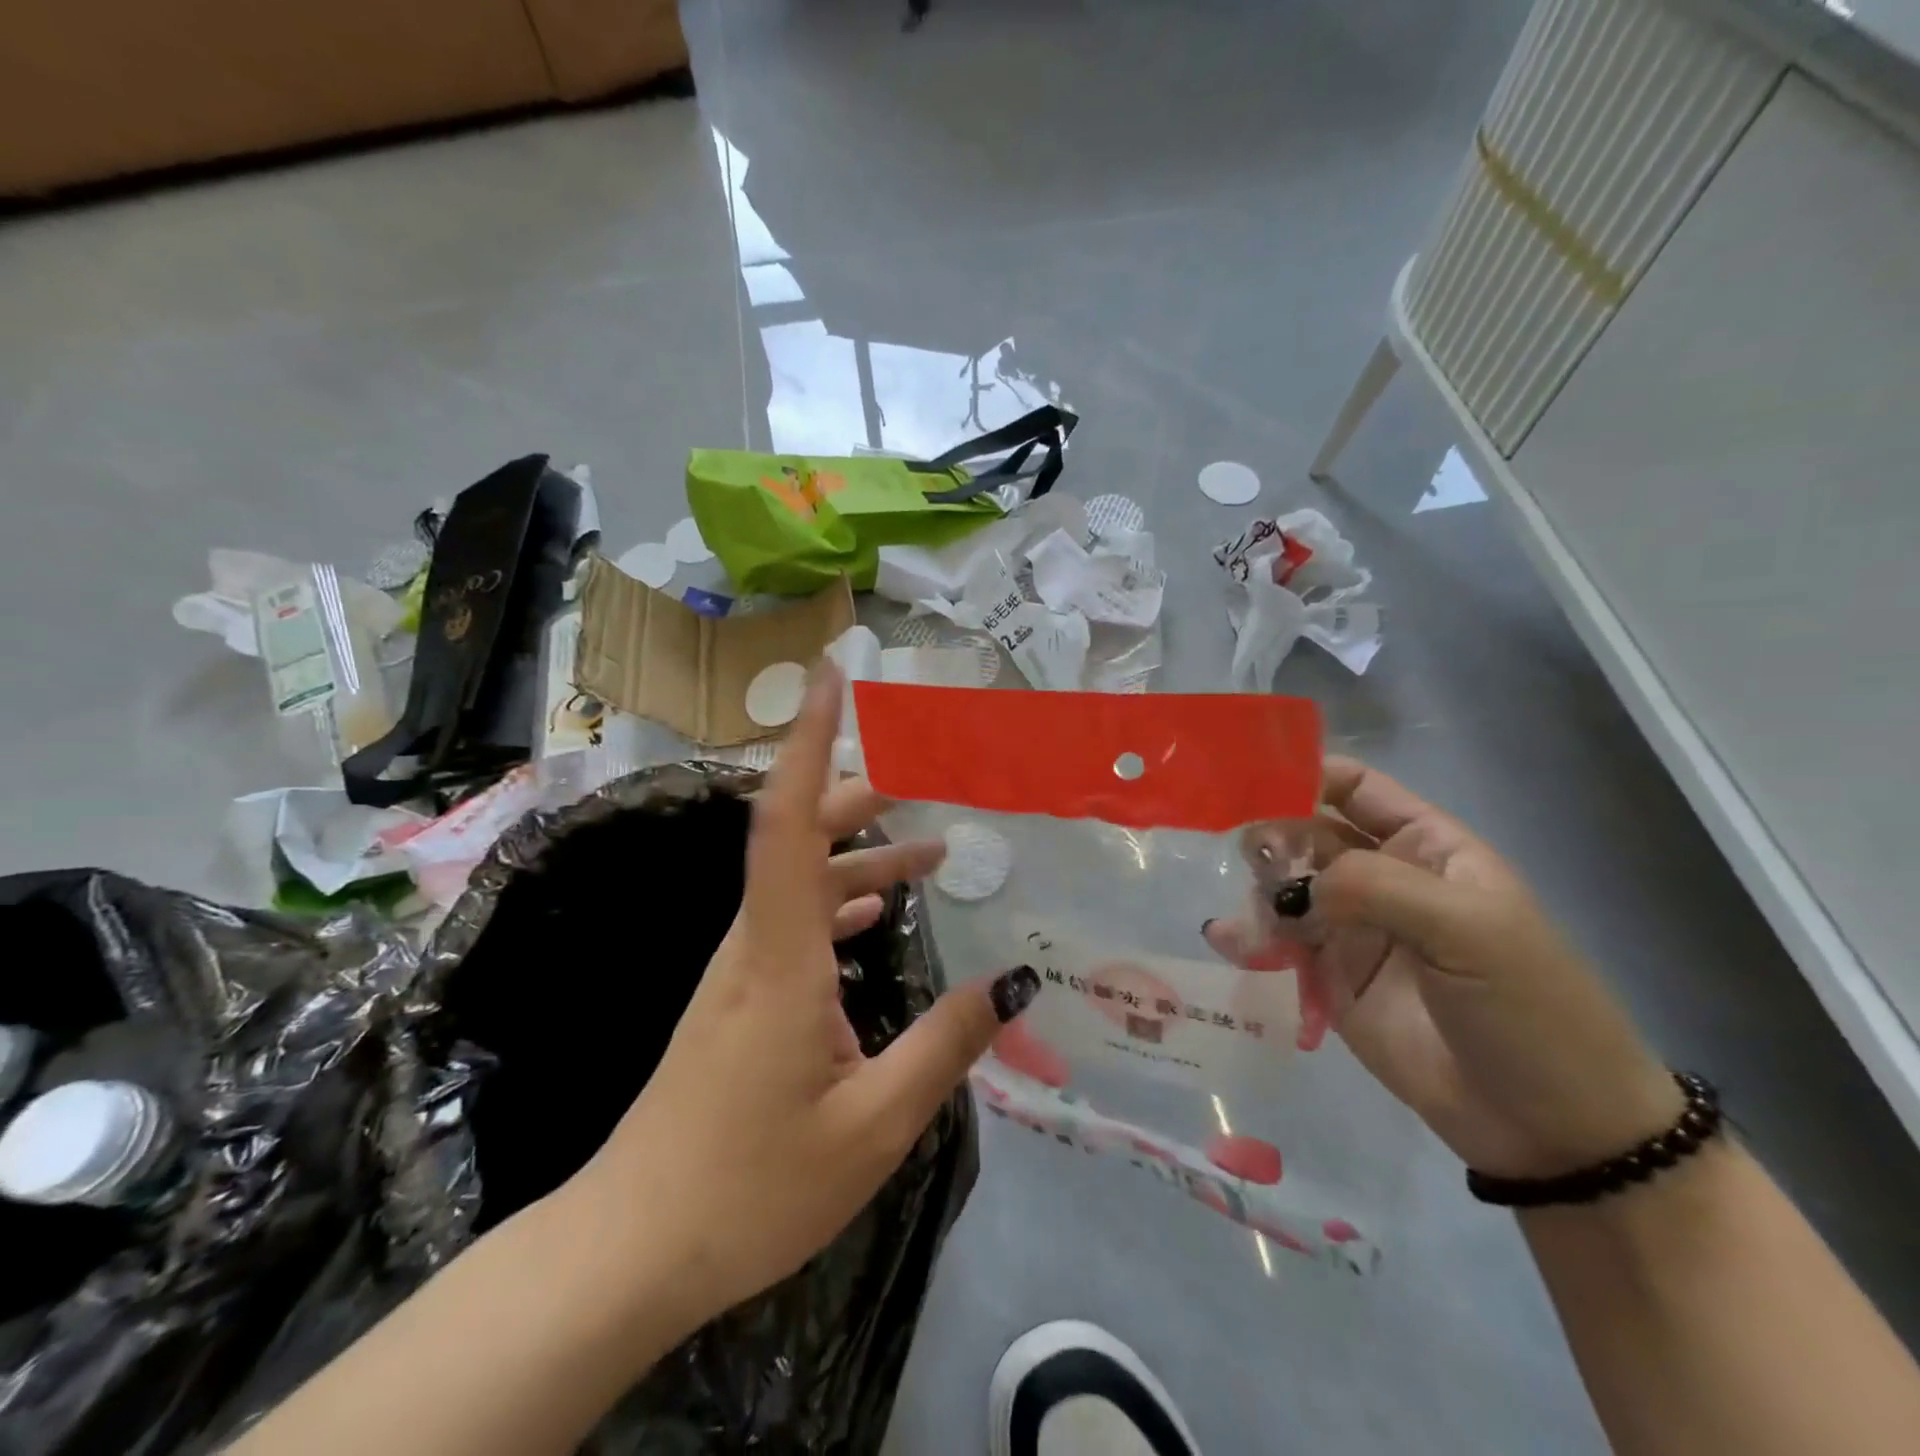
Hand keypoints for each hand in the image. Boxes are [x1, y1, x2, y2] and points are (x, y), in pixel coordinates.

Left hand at [568, 663, 1037, 1325]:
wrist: (631, 1248)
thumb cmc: (750, 1188)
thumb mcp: (873, 1127)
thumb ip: (945, 1047)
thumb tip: (1012, 982)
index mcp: (781, 956)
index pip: (791, 820)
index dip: (811, 741)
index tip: (831, 678)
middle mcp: (755, 943)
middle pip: (801, 837)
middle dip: (861, 794)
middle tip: (926, 772)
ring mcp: (742, 970)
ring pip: (801, 880)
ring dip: (862, 854)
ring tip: (931, 847)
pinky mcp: (740, 998)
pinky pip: (794, 922)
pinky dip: (840, 901)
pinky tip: (874, 913)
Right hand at [1214, 755, 1680, 1179]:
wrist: (1548, 1127)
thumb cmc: (1528, 1006)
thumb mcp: (1468, 929)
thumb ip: (1375, 887)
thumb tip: (1290, 886)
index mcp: (1423, 846)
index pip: (1354, 787)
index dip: (1304, 775)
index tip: (1247, 782)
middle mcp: (1380, 877)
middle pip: (1306, 835)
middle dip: (1269, 837)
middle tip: (1239, 856)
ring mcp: (1351, 929)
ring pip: (1284, 888)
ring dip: (1257, 891)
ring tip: (1248, 918)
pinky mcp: (1327, 978)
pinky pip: (1277, 944)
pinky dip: (1247, 938)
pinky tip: (1227, 941)